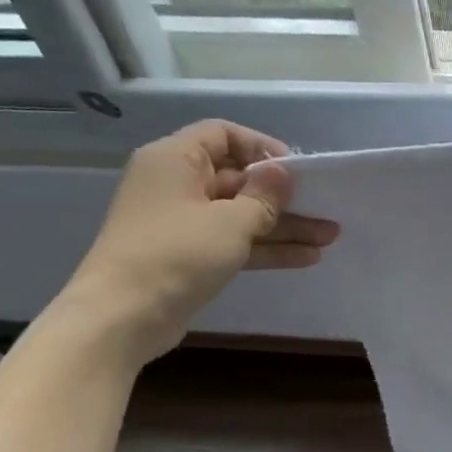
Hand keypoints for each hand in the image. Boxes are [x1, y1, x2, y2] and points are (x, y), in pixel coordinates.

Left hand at [54, 121, 337, 364]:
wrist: (122, 316)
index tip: (295, 170)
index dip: (261, 147)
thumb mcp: (231, 222)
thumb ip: (265, 196)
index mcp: (175, 160)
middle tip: (326, 207)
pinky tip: (307, 257)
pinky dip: (267, 247)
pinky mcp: (190, 255)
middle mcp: (177, 184)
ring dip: (284, 225)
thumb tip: (282, 174)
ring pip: (242, 214)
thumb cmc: (176, 254)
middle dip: (284, 196)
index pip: (223, 134)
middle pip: (238, 178)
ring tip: (329, 236)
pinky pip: (235, 241)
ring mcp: (183, 222)